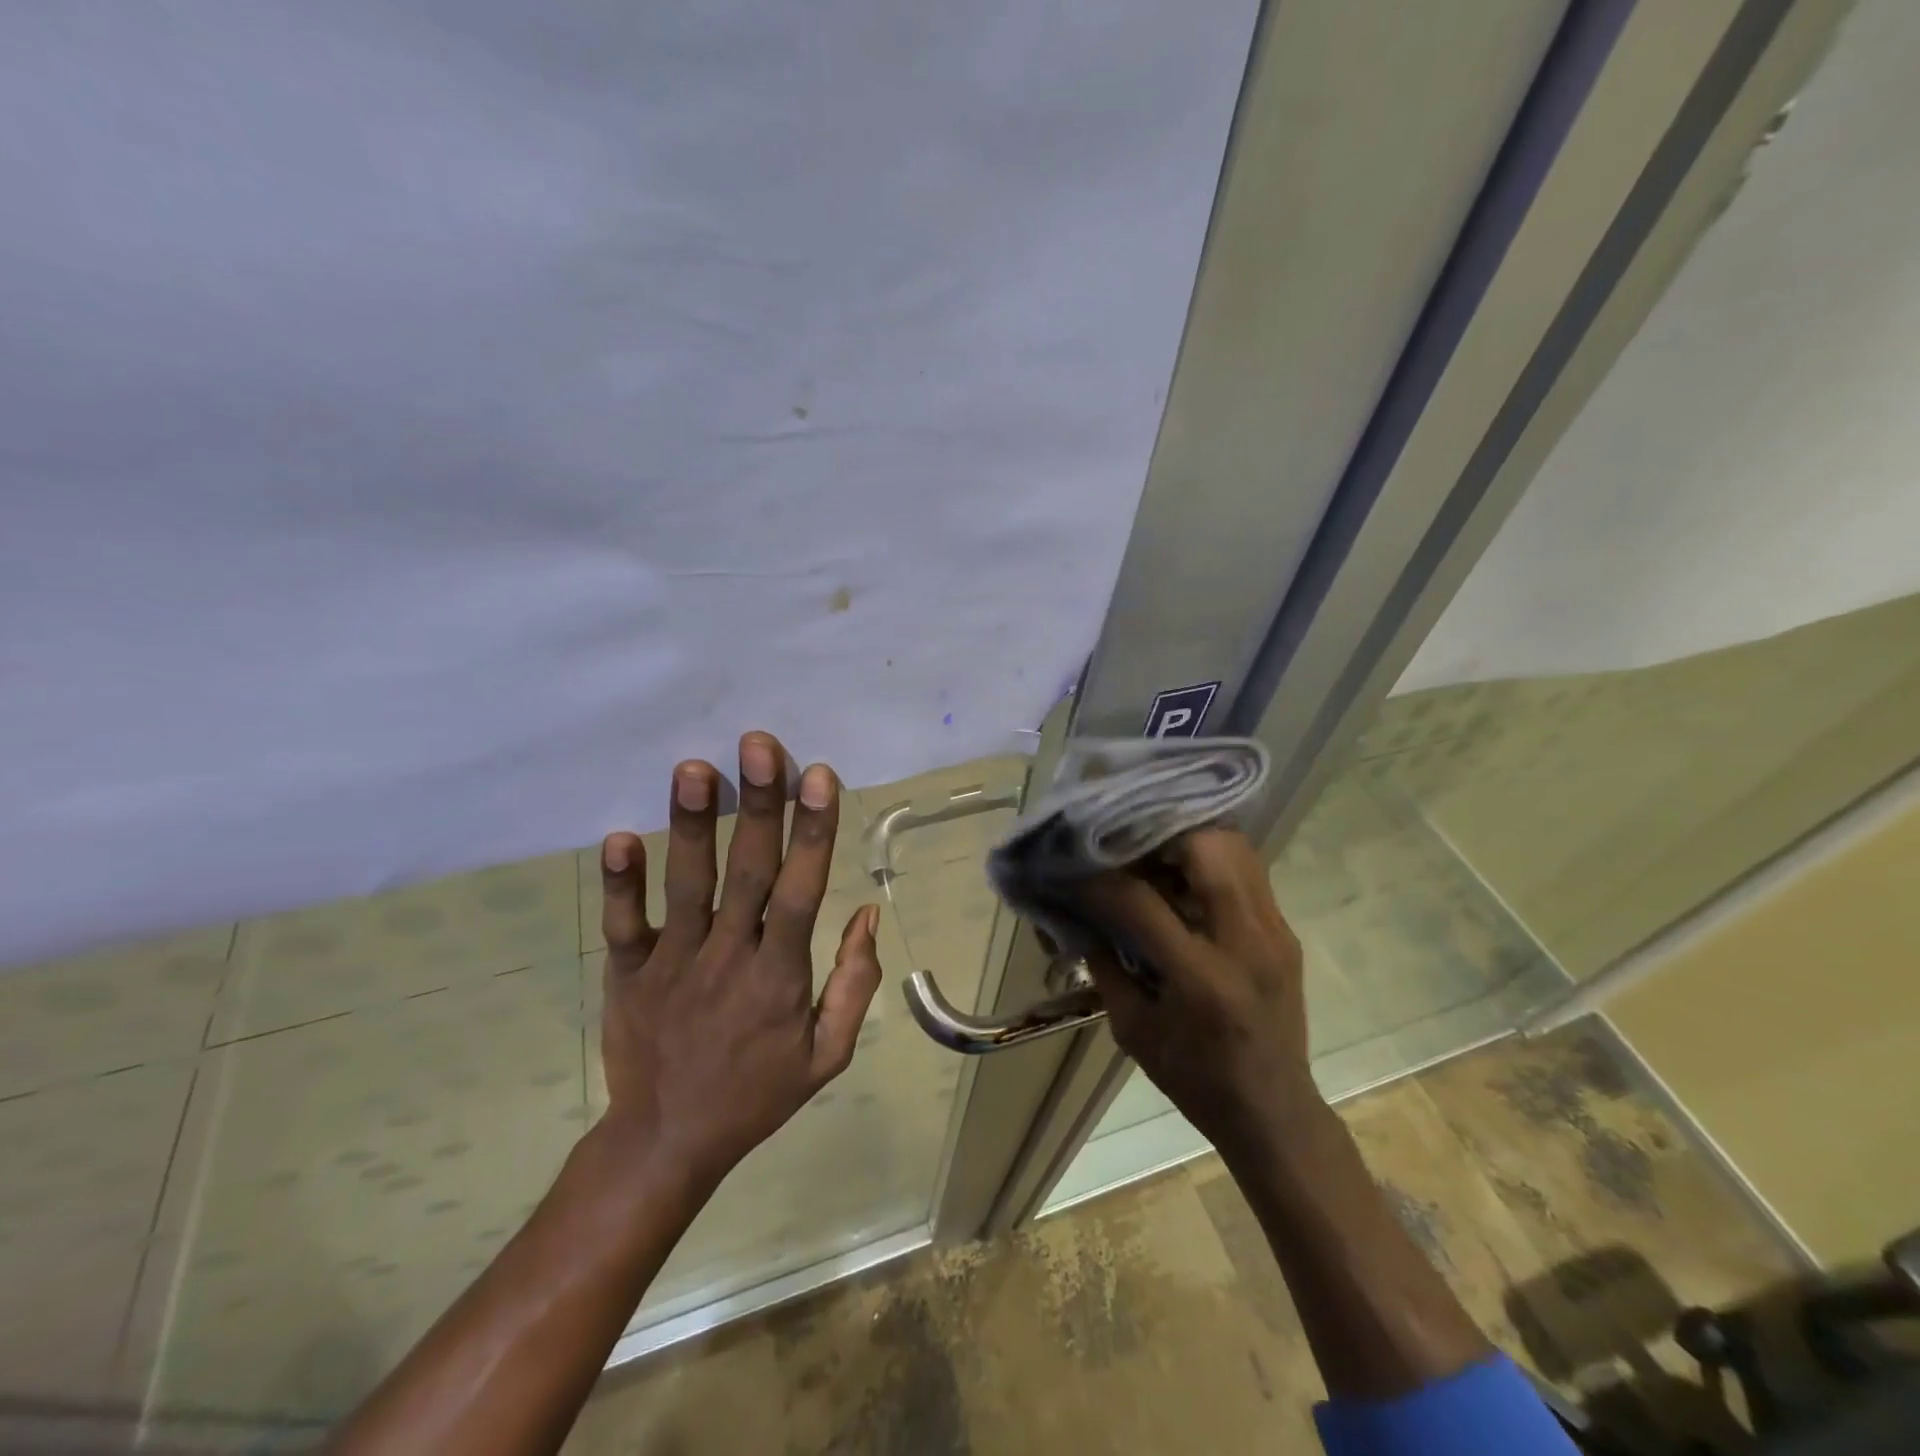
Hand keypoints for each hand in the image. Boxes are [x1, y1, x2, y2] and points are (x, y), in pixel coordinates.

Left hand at [595, 731, 883, 1195]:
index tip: (818, 776)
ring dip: (691, 826)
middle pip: (748, 873)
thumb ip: (854, 984)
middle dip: (758, 806)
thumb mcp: (828, 1055)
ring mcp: (672, 963)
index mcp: (780, 976)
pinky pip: (624, 924)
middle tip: (758, 744)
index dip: (812, 833)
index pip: (802, 892)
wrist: (667, 1142)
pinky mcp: (628, 974)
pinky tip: (619, 837)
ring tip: (693, 768)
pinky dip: (621, 883)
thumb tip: (868, 913)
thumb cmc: (757, 1094)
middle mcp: (728, 958)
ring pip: (687, 886)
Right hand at [1069, 828, 1318, 1160]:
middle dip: (1158, 834)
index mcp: (1202, 979)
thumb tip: (1079, 913)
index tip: (1073, 869)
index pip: (1141, 901)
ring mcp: (1275, 932)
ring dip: (1188, 839)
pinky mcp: (1286, 931)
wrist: (1274, 1112)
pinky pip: (1247, 869)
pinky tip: (1183, 874)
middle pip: (1207, 848)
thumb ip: (1105, 964)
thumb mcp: (1133, 1029)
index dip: (1099, 880)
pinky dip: (1210, 859)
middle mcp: (1246, 943)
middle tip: (1124, 843)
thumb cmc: (1195, 1079)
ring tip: (1153, 852)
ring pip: (1234, 847)